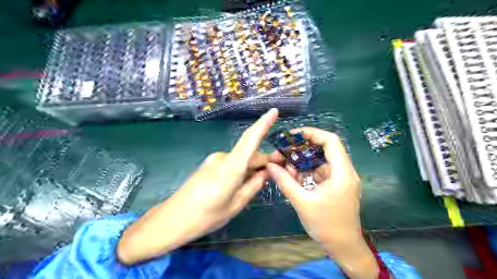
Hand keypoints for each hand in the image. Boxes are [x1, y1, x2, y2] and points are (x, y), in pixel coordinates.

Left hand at [117, 108, 277, 263]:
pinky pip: (232, 163)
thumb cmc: (206, 216)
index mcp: (231, 167)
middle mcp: (223, 158)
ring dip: (253, 167)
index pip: (250, 139)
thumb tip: (266, 172)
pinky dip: (242, 169)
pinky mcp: (209, 164)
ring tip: (260, 181)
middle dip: (265, 160)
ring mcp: (214, 160)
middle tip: (279, 171)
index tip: (274, 111)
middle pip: (249, 153)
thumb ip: (254, 185)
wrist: (172, 220)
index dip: (263, 123)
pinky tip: (244, 183)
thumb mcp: (236, 204)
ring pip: (241, 159)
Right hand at [268, 127, 380, 278]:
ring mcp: (339, 179)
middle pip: (322, 150)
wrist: (343, 248)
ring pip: (318, 161)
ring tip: (284, 169)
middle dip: (300, 150)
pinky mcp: (335, 186)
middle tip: (282, 153)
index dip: (312, 134)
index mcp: (342, 173)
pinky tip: (293, 178)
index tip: (293, 136)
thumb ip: (285, 182)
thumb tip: (270, 166)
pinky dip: (305, 173)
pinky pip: (318, 172)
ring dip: (301, 163)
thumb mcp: (302, 202)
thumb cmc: (326, 225)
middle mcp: (343, 172)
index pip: (331, 141)